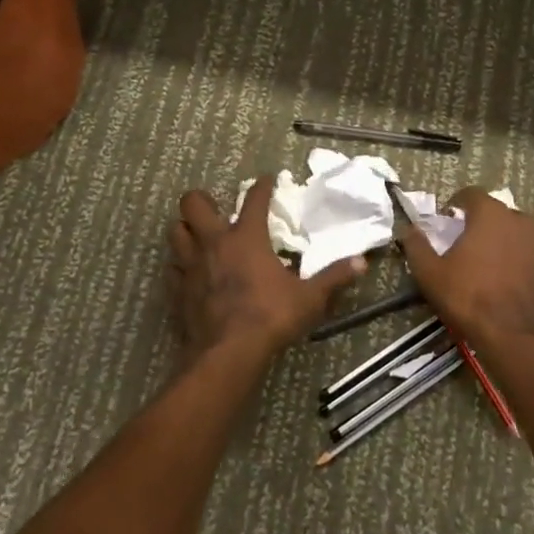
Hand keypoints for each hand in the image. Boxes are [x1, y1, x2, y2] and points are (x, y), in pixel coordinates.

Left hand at [166, 177, 363, 359]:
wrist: (227, 354)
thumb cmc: (270, 318)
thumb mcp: (309, 298)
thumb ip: (333, 278)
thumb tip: (361, 262)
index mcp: (246, 238)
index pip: (254, 199)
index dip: (261, 186)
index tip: (266, 179)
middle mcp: (214, 243)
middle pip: (193, 204)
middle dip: (201, 200)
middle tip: (214, 207)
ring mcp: (191, 266)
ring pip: (175, 232)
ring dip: (184, 230)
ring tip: (197, 236)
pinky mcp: (177, 290)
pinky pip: (172, 269)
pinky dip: (179, 266)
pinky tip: (189, 273)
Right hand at [397, 189, 533, 346]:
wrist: (517, 338)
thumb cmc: (469, 299)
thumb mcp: (430, 274)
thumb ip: (416, 246)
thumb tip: (408, 230)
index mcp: (491, 214)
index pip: (471, 194)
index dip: (456, 204)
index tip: (447, 222)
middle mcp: (522, 220)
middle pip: (497, 212)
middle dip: (481, 223)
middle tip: (466, 246)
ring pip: (518, 232)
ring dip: (503, 240)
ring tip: (490, 264)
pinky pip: (533, 254)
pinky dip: (521, 260)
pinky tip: (510, 281)